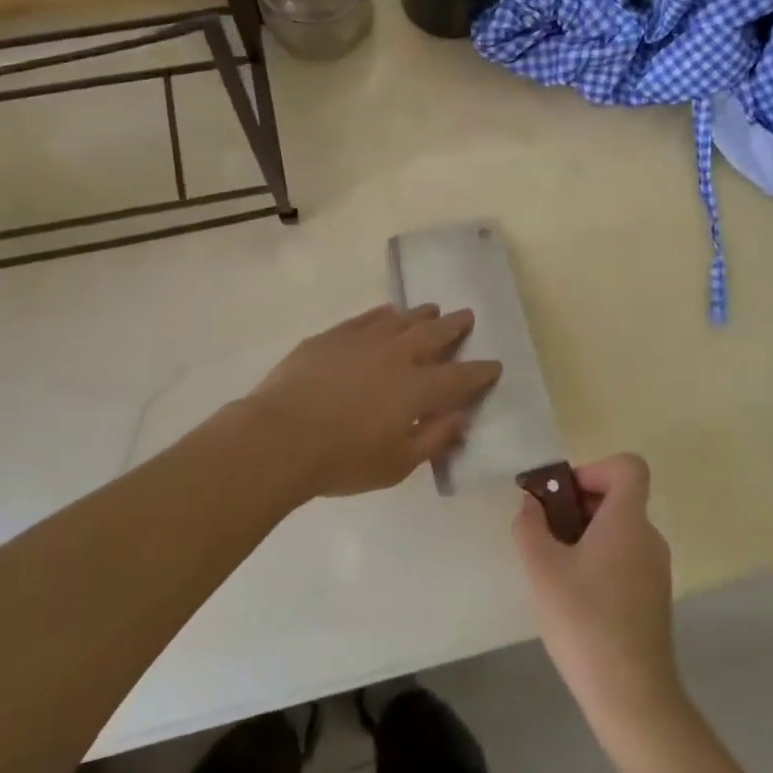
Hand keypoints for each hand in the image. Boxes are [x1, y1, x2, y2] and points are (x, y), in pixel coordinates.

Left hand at [239, 304, 501, 501]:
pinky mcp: (333, 337)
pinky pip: (366, 318)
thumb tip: (461, 418)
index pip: (460, 377)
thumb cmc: (342, 460)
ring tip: (432, 309)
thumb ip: (434, 438)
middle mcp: (397, 357)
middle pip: (434, 335)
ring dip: (421, 315)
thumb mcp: (397, 464)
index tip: (494, 365)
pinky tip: (388, 312)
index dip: (480, 372)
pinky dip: (383, 314)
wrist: (279, 438)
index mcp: (417, 389)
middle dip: (454, 327)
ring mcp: (363, 341)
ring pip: (401, 320)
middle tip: (467, 316)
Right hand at [514, 454, 680, 728]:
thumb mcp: (542, 569)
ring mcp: (656, 570)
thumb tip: (531, 504)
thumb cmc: (584, 620)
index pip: (628, 467)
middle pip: (619, 498)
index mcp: (628, 520)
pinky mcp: (654, 598)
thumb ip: (530, 526)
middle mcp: (649, 537)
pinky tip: (574, 597)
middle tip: (546, 533)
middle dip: (579, 505)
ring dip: (586, 535)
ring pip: (620, 531)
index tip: (564, 497)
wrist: (632, 696)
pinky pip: (626, 558)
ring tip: (554, 568)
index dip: (594, 469)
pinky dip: (600, 561)